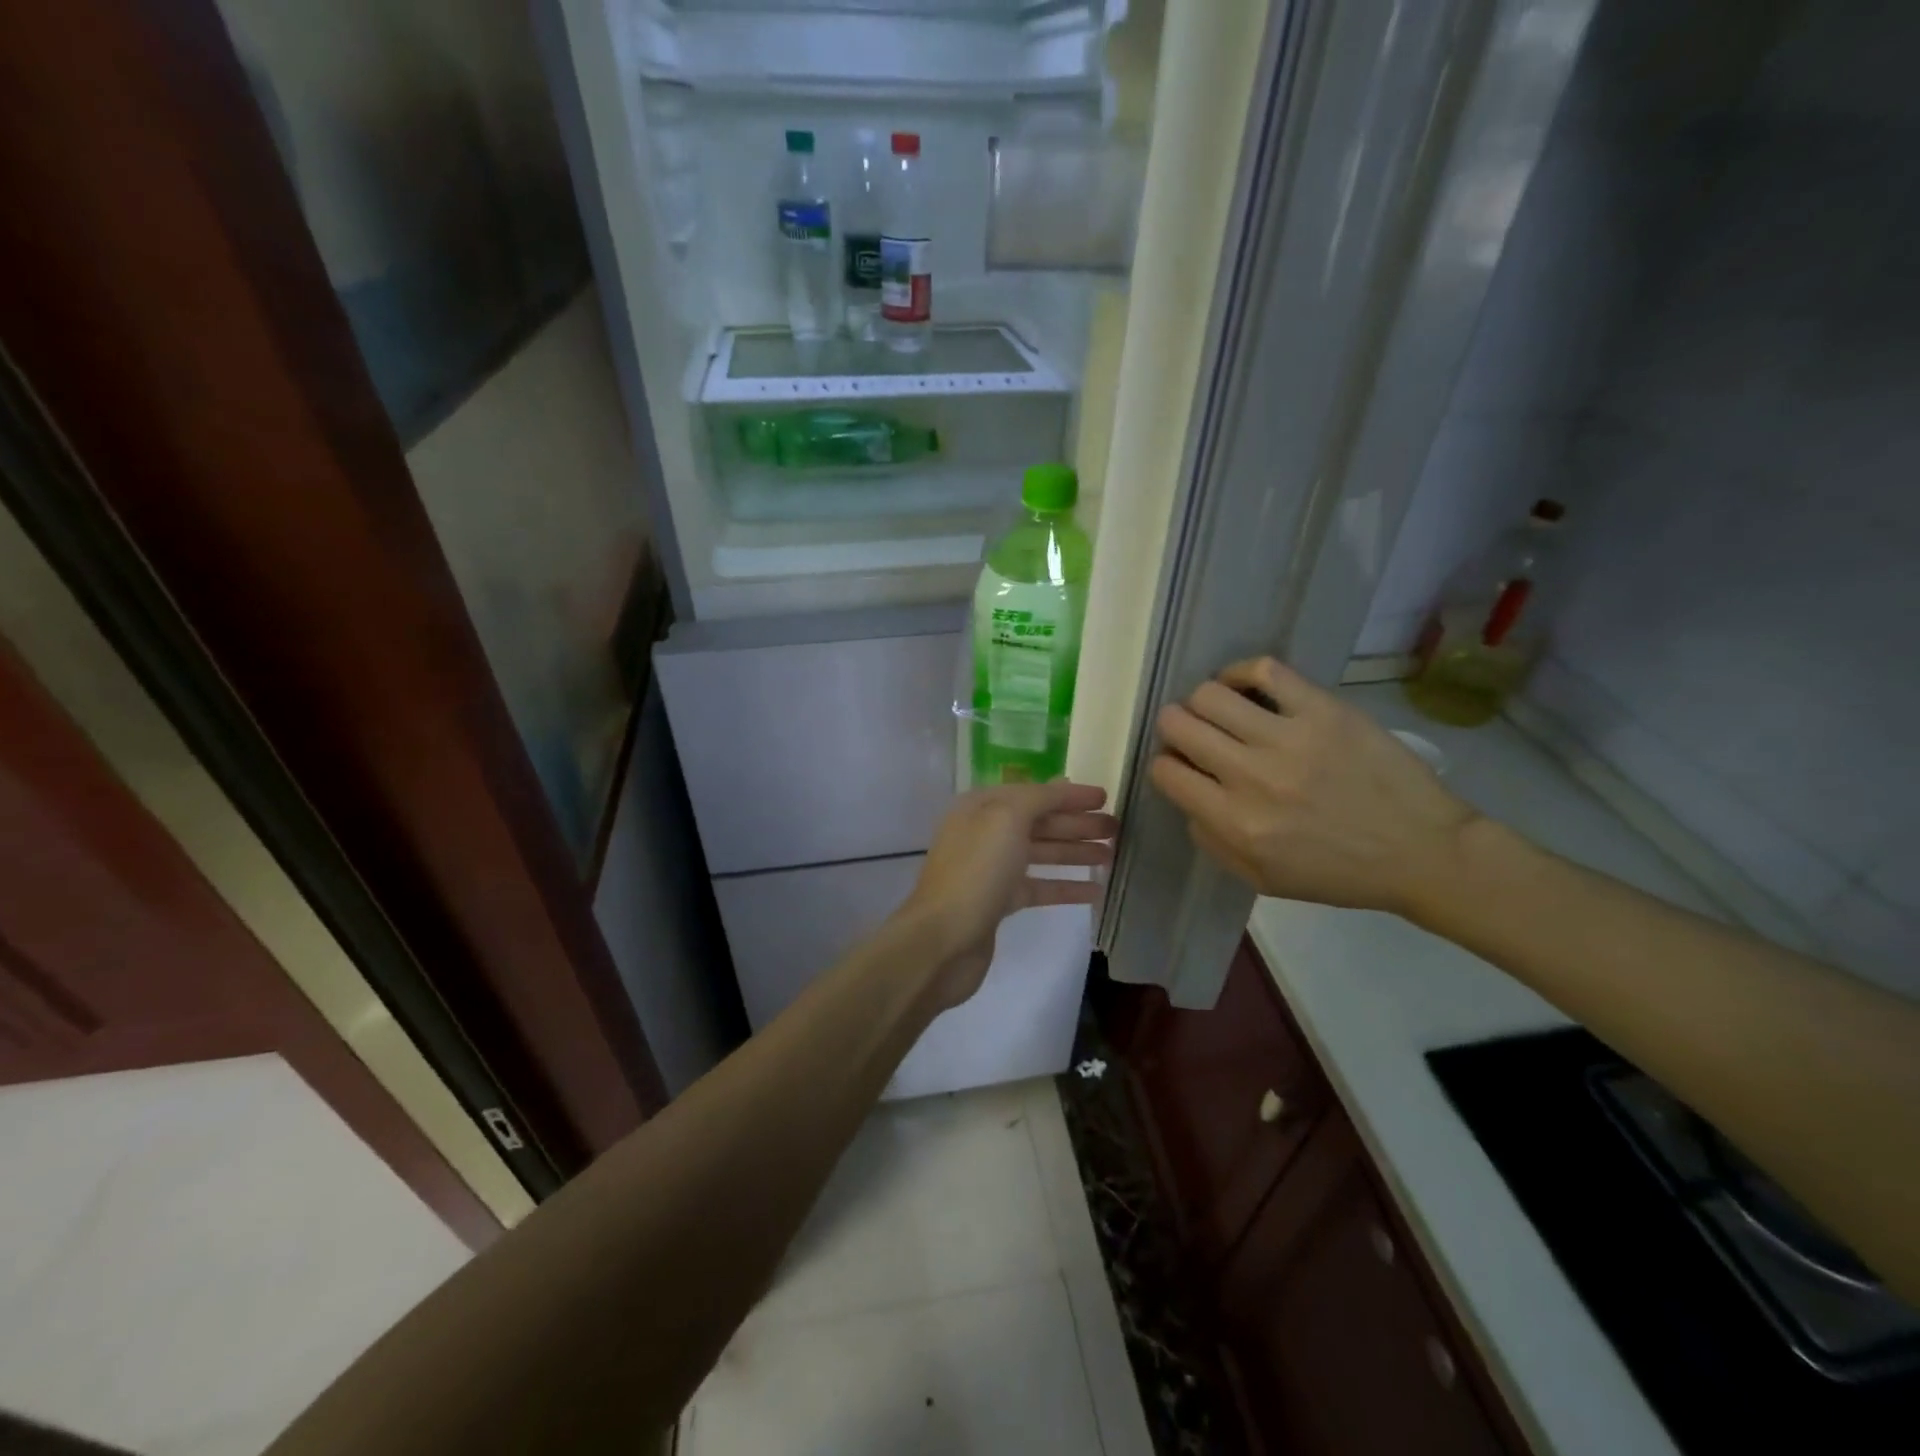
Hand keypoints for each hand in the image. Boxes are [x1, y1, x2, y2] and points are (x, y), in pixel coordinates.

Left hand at [900, 782, 1117, 1010]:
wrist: (943, 939)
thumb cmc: (976, 871)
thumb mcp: (1006, 818)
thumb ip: (1037, 798)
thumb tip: (1061, 786)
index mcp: (981, 807)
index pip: (1033, 793)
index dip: (1069, 794)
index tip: (1105, 797)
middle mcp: (985, 833)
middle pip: (1039, 823)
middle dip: (1077, 823)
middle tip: (1117, 829)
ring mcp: (991, 870)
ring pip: (1041, 854)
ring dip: (1075, 852)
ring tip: (1112, 855)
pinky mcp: (998, 903)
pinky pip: (1038, 887)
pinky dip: (1065, 886)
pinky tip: (1095, 890)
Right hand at [1149, 658, 1478, 915]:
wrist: (1422, 851)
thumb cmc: (1339, 873)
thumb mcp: (1262, 879)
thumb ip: (1212, 841)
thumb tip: (1189, 798)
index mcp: (1236, 822)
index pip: (1166, 772)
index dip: (1166, 765)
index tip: (1181, 766)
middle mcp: (1252, 776)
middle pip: (1178, 724)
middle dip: (1175, 728)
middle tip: (1194, 735)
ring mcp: (1289, 738)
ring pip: (1209, 694)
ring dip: (1203, 703)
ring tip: (1222, 713)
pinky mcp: (1323, 710)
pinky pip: (1264, 670)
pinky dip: (1241, 673)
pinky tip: (1245, 687)